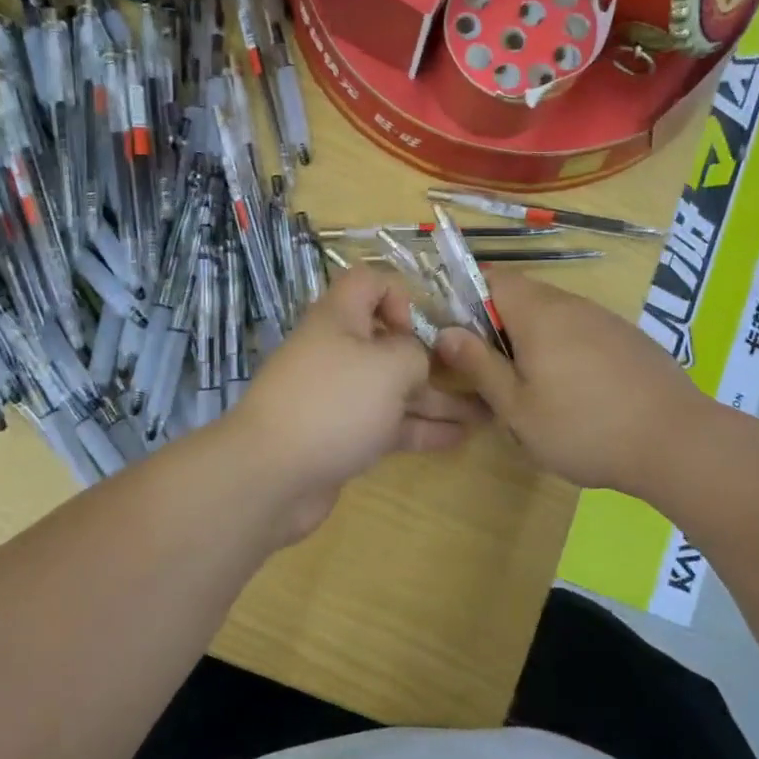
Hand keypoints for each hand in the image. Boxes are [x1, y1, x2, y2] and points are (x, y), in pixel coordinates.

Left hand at [229, 268, 486, 541]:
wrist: (271, 475)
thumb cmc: (334, 403)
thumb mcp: (389, 365)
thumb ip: (415, 354)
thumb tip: (415, 363)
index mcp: (339, 318)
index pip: (368, 283)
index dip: (398, 295)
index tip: (418, 329)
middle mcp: (337, 351)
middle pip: (388, 341)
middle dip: (432, 357)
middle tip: (475, 373)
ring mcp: (338, 397)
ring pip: (394, 389)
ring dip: (437, 399)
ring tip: (486, 413)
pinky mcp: (341, 436)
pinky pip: (387, 424)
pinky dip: (421, 428)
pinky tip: (460, 438)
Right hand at [435, 272, 721, 498]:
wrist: (679, 443)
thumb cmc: (584, 426)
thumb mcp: (517, 407)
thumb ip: (479, 365)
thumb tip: (445, 332)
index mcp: (538, 312)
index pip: (490, 277)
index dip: (466, 300)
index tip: (461, 340)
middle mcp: (571, 304)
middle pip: (521, 297)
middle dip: (499, 329)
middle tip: (495, 376)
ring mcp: (604, 319)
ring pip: (552, 318)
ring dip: (533, 343)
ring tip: (536, 393)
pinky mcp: (628, 340)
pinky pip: (581, 333)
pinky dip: (566, 353)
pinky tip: (578, 396)